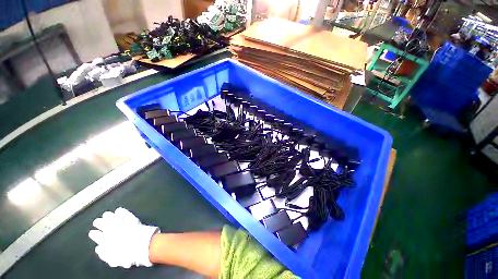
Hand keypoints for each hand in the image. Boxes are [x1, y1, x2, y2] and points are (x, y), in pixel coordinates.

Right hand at [88, 207, 159, 267]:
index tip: (92, 232)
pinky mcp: (132, 219)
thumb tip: (98, 248)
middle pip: (101, 224)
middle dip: (98, 223)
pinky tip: (118, 210)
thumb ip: (105, 255)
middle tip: (97, 221)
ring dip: (108, 216)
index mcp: (106, 241)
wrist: (143, 246)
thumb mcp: (114, 260)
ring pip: (111, 217)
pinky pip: (125, 213)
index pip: (96, 235)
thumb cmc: (129, 255)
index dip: (94, 234)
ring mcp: (122, 224)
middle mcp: (112, 231)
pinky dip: (121, 211)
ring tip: (106, 214)